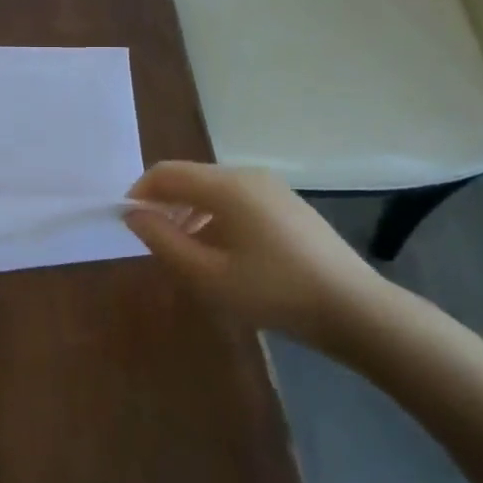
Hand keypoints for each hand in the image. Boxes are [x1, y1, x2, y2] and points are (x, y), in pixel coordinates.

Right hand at [123, 162, 391, 346]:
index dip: (139, 193)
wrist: (354, 309)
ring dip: (189, 214)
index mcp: (226, 186)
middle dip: (165, 205)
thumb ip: (163, 240)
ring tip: (187, 254)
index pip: (165, 173)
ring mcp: (272, 188)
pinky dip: (216, 218)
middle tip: (157, 244)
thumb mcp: (207, 275)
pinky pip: (237, 201)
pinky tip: (224, 255)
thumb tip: (133, 215)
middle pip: (189, 178)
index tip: (128, 223)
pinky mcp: (288, 205)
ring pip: (213, 190)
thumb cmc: (273, 291)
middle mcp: (247, 176)